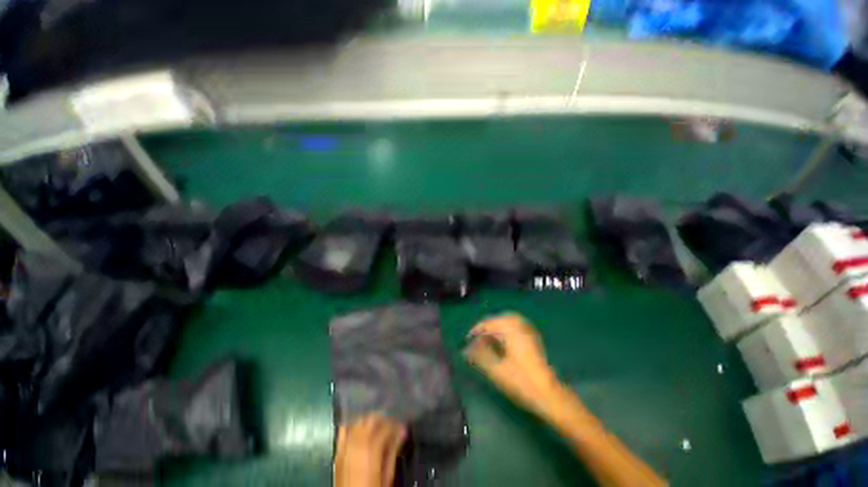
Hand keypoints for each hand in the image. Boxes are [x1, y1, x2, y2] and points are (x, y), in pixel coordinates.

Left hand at [334, 413, 406, 486]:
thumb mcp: (387, 474)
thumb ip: (394, 450)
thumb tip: (402, 431)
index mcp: (371, 449)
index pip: (386, 426)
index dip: (395, 424)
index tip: (401, 427)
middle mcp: (357, 443)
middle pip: (371, 419)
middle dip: (382, 418)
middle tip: (391, 425)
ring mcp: (345, 446)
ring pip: (358, 421)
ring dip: (368, 420)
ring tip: (377, 426)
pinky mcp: (338, 451)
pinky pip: (344, 430)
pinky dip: (353, 425)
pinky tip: (359, 429)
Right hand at [464, 314, 565, 420]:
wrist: (549, 394)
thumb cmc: (521, 381)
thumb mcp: (495, 369)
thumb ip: (479, 356)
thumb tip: (465, 349)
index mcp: (510, 329)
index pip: (488, 323)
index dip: (476, 331)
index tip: (467, 341)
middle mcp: (520, 326)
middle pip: (498, 320)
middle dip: (486, 328)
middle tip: (477, 340)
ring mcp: (528, 331)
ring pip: (507, 322)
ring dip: (495, 329)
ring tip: (487, 341)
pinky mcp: (533, 338)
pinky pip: (515, 327)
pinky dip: (505, 331)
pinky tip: (501, 343)